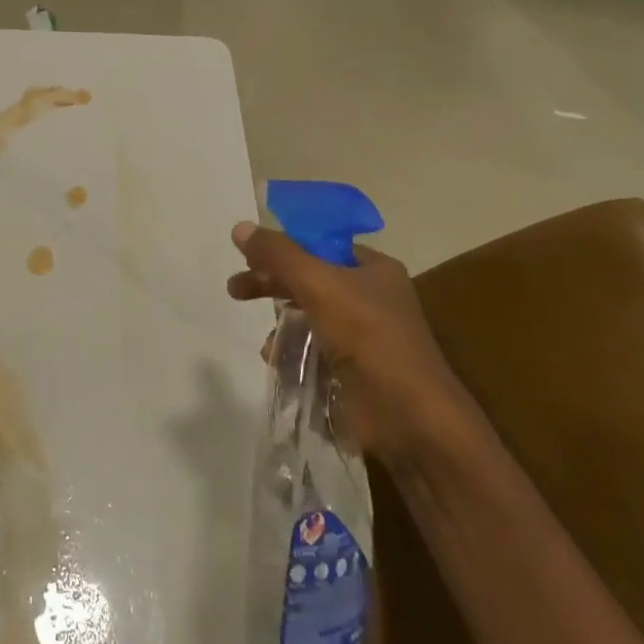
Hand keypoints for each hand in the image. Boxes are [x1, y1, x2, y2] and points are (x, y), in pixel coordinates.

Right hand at [228, 222, 475, 463]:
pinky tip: (277, 362)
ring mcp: (362, 336)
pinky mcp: (352, 369)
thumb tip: (240, 227)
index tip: (248, 256)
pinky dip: (292, 353)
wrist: (408, 416)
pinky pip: (312, 350)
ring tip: (265, 343)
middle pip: (308, 279)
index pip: (321, 245)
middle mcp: (370, 297)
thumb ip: (278, 255)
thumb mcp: (318, 283)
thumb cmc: (368, 336)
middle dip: (270, 284)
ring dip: (280, 324)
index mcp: (373, 269)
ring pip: (307, 317)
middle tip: (235, 290)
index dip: (284, 247)